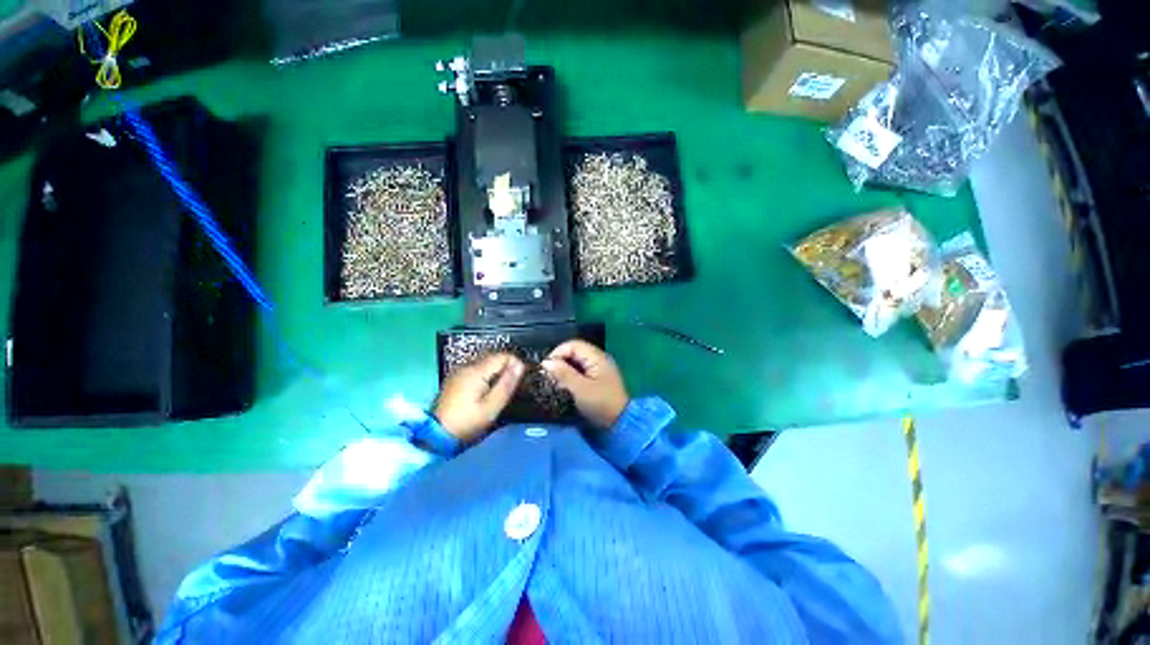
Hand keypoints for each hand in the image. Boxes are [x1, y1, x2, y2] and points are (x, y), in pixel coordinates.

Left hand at [434, 353, 524, 443]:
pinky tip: (486, 392)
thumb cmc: (467, 422)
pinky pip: (476, 371)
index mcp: (476, 371)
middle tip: (513, 387)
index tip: (521, 380)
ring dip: (496, 373)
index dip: (516, 364)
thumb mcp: (492, 406)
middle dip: (506, 368)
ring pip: (485, 364)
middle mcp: (466, 366)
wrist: (436, 436)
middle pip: (494, 358)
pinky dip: (485, 377)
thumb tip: (519, 365)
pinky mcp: (455, 380)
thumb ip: (507, 384)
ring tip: (501, 391)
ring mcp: (459, 372)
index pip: (503, 356)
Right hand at [542, 340, 628, 430]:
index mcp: (597, 357)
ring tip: (555, 380)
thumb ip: (563, 373)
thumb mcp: (580, 389)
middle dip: (560, 360)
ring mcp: (600, 367)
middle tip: (549, 374)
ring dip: (565, 368)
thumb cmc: (600, 404)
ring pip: (577, 361)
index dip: (558, 353)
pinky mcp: (598, 377)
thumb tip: (546, 362)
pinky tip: (565, 384)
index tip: (546, 367)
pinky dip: (572, 374)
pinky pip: (581, 369)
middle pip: (575, 351)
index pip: (573, 345)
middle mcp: (599, 358)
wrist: (620, 423)